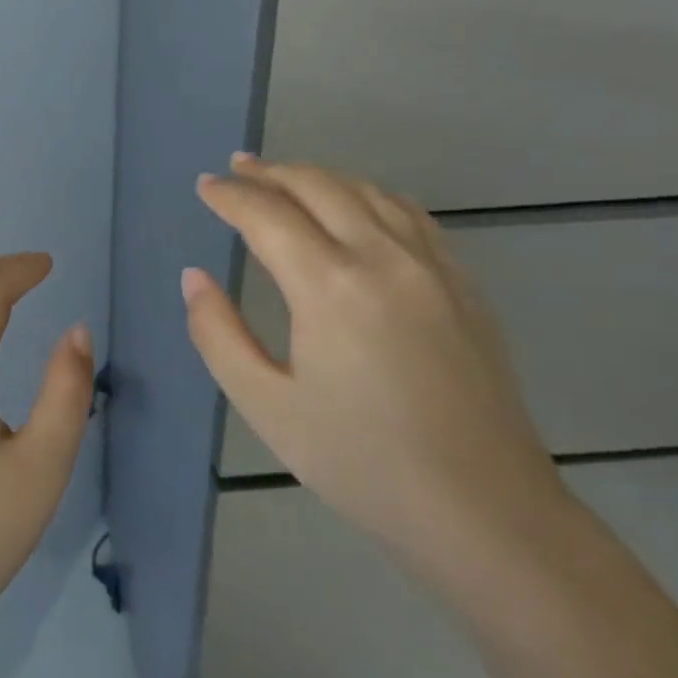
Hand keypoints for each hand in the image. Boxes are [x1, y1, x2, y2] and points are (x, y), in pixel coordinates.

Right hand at [182, 155, 567, 566]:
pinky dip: (369, 195)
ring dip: (319, 177)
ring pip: (367, 192)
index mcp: (329, 286)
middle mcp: (383, 258)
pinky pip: (409, 214)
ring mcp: (432, 266)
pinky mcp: (463, 284)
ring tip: (286, 180)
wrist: (483, 509)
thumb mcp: (266, 405)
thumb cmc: (360, 462)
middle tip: (236, 169)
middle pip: (319, 187)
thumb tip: (194, 277)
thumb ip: (217, 334)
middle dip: (271, 172)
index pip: (267, 215)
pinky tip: (357, 207)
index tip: (204, 187)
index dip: (230, 196)